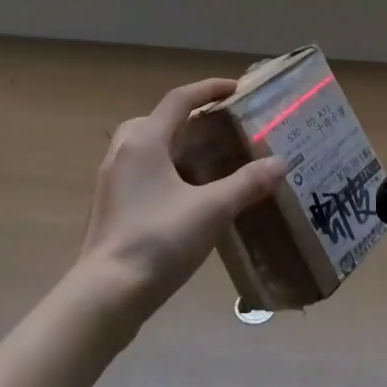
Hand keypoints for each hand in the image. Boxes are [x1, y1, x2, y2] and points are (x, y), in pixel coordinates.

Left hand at [77, 78, 286, 318]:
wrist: (106, 297)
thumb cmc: (158, 241)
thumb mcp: (212, 210)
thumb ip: (247, 184)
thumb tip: (281, 164)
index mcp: (144, 140)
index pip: (179, 99)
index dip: (209, 88)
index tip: (235, 88)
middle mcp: (123, 151)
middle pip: (157, 119)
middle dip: (188, 119)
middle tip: (217, 130)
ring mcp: (111, 180)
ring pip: (145, 146)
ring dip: (174, 145)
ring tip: (204, 162)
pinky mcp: (109, 206)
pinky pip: (139, 171)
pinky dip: (162, 169)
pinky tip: (184, 195)